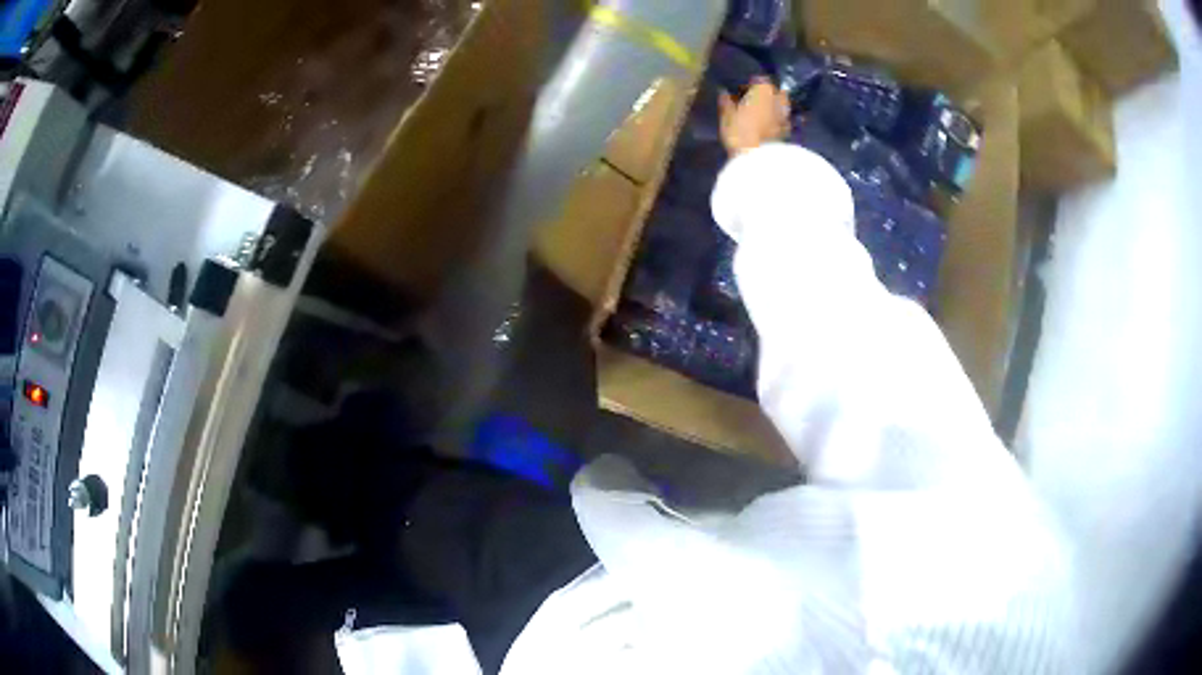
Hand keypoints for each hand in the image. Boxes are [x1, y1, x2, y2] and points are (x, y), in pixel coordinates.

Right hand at [718, 78, 790, 155]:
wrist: (759, 159)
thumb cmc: (740, 131)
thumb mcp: (726, 116)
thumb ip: (726, 102)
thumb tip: (724, 92)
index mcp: (764, 89)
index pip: (760, 79)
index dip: (750, 84)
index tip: (741, 90)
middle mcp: (779, 99)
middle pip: (775, 91)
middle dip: (767, 94)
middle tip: (754, 100)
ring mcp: (786, 116)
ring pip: (781, 106)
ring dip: (773, 108)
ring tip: (761, 114)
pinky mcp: (789, 132)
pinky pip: (782, 120)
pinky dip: (776, 121)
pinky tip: (767, 126)